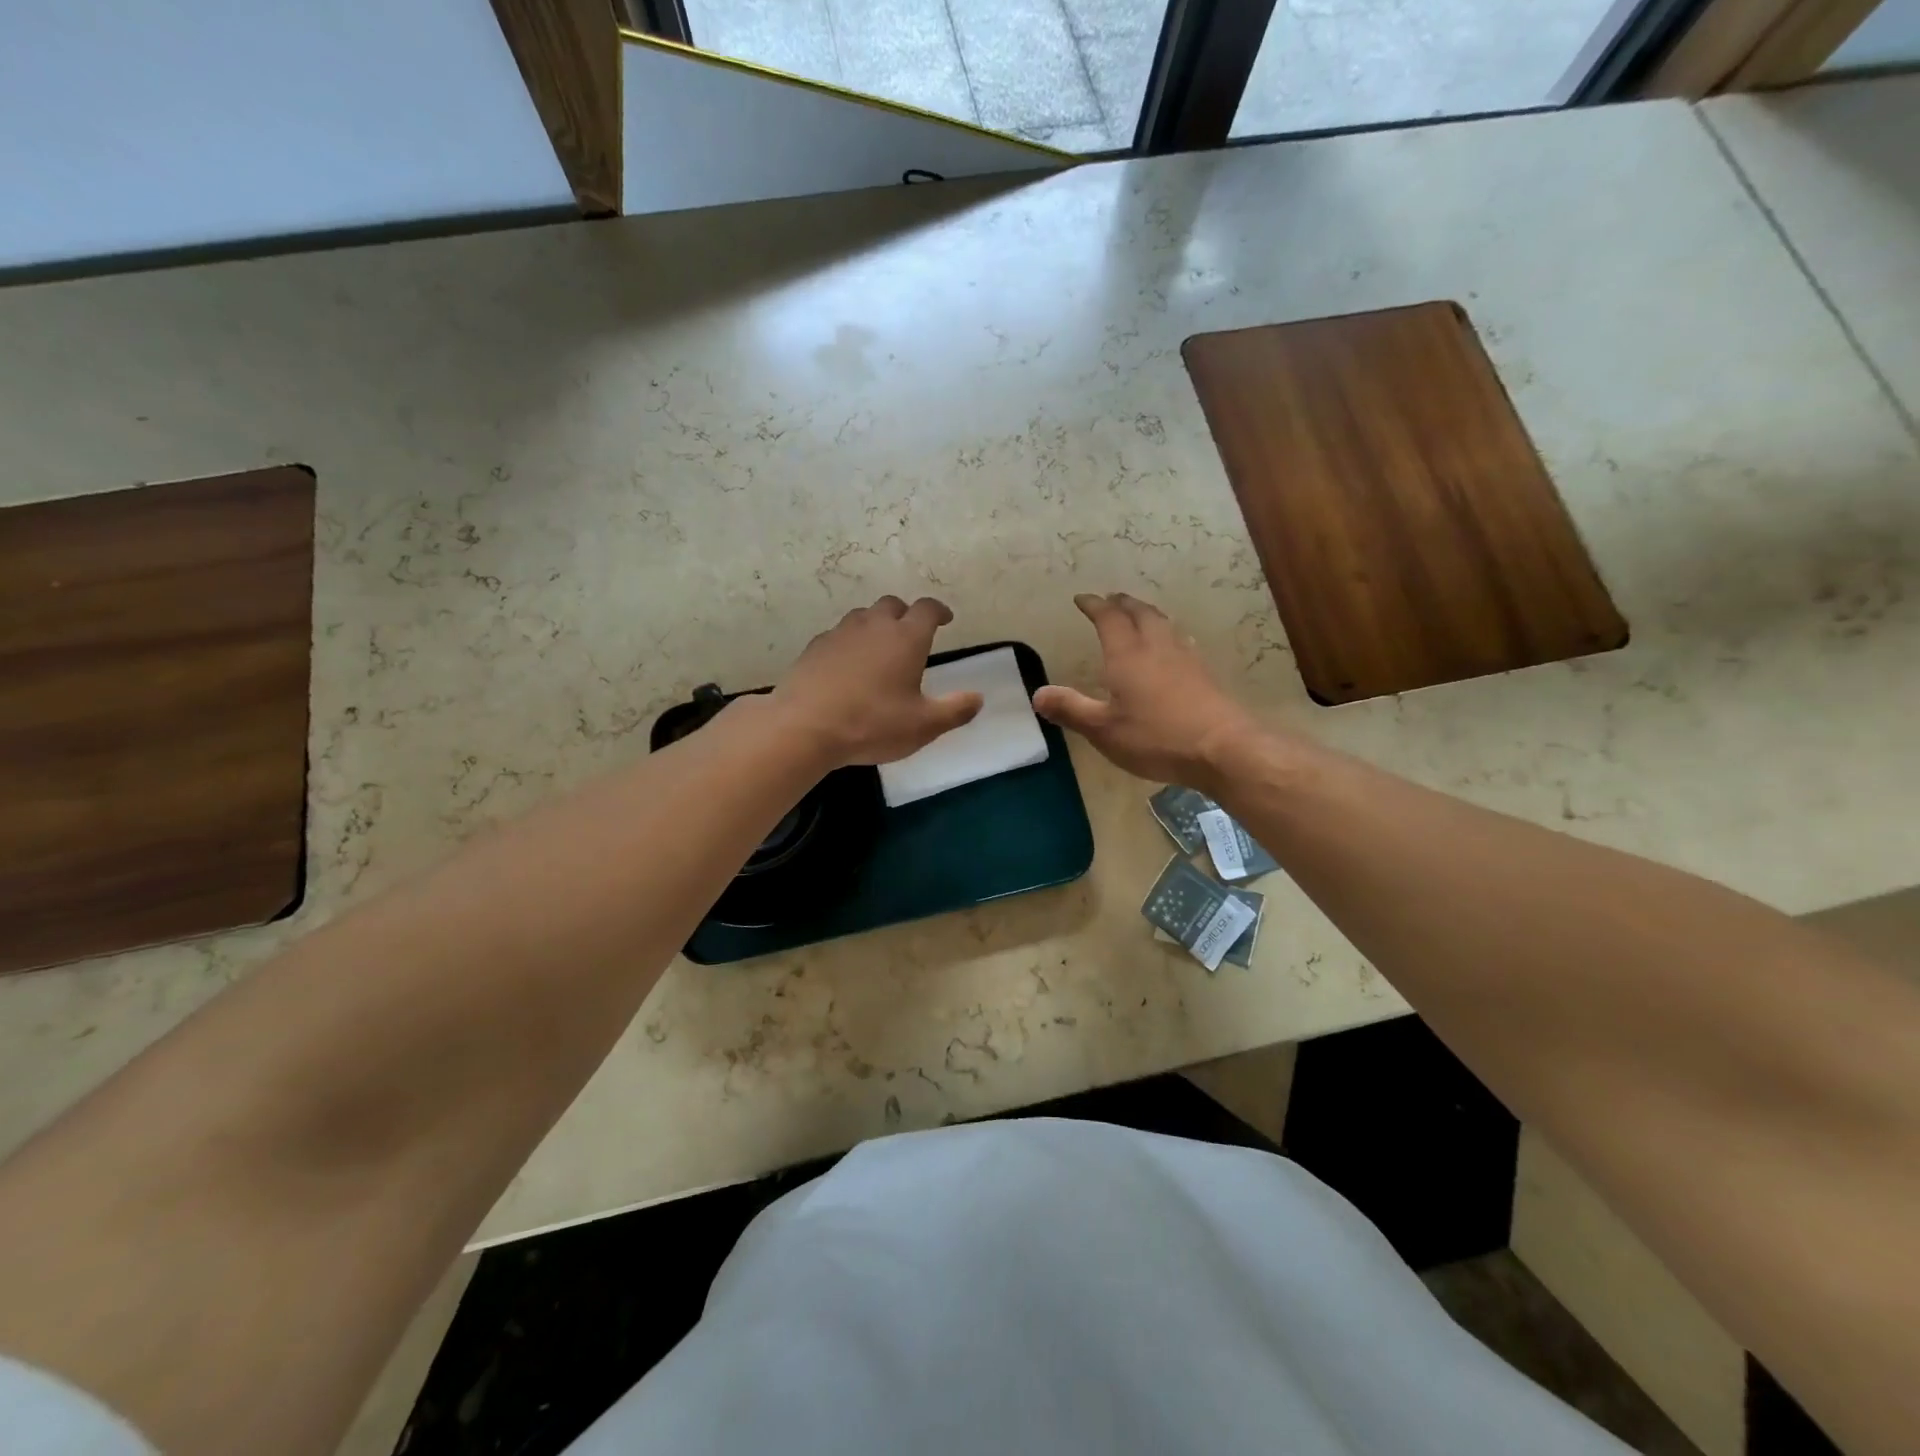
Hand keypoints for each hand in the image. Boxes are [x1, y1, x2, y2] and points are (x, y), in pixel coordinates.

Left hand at [772, 596, 982, 767]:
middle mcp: (874, 626)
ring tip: (880, 649)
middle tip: (911, 634)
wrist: (804, 727)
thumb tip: (978, 698)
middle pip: (892, 605)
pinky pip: (838, 635)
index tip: (945, 619)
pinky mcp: (814, 648)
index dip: (939, 611)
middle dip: (906, 614)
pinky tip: (848, 666)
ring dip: (876, 626)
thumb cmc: (872, 724)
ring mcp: (840, 634)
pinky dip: (850, 643)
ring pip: (863, 616)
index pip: (927, 609)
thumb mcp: (923, 726)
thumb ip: (955, 710)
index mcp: (906, 638)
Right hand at [1034, 593, 1261, 792]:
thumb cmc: (1156, 737)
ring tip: (1139, 616)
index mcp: (1127, 655)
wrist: (1222, 748)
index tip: (1082, 599)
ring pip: (1164, 624)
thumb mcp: (1104, 730)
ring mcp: (1185, 658)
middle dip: (1122, 603)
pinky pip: (1180, 641)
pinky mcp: (1204, 674)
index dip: (1094, 606)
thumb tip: (1038, 694)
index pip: (1109, 618)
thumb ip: (1071, 709)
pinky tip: (1172, 647)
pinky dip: (1167, 634)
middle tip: (1111, 599)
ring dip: (1147, 614)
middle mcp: (1157, 647)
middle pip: (1140, 613)